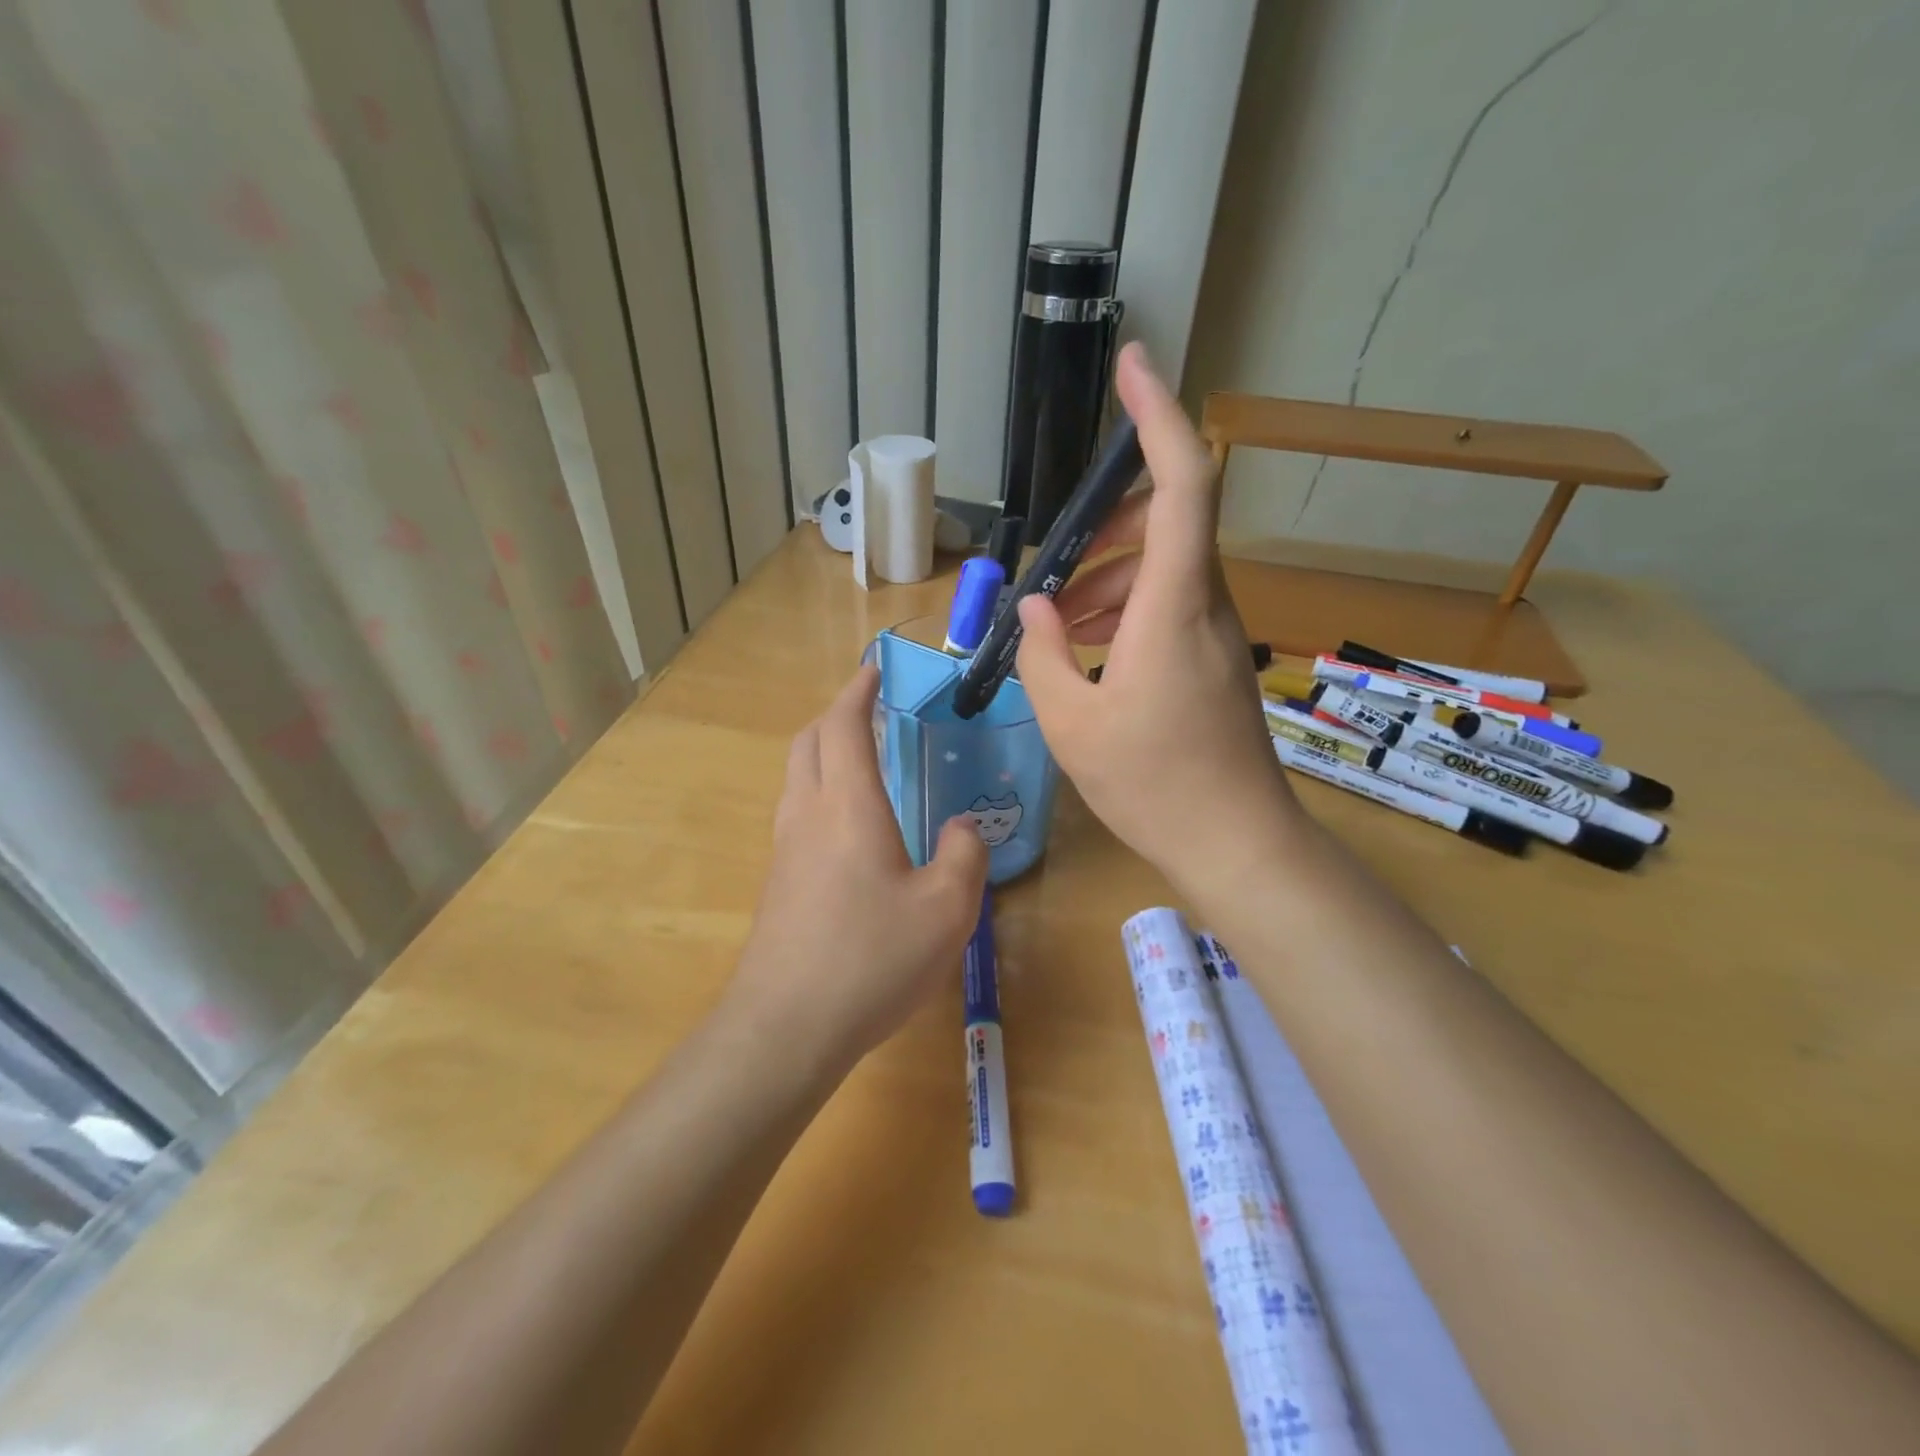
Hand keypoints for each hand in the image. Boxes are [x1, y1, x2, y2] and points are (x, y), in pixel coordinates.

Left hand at [725, 665, 988, 1077]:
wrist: (785, 1028)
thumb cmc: (871, 959)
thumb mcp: (946, 909)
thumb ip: (963, 855)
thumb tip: (961, 828)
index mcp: (847, 805)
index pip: (844, 725)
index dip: (858, 691)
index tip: (873, 668)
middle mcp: (807, 814)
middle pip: (809, 741)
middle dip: (835, 714)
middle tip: (868, 708)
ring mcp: (784, 849)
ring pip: (796, 776)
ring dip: (822, 751)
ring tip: (859, 757)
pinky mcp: (778, 882)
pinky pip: (795, 812)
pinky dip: (818, 790)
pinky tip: (847, 825)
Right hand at [1014, 343, 1303, 897]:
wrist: (1235, 843)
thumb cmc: (1152, 785)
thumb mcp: (1072, 723)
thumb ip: (1043, 653)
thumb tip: (1035, 608)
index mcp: (1172, 606)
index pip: (1181, 484)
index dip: (1159, 416)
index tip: (1133, 365)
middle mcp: (1205, 603)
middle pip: (1167, 519)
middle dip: (1105, 523)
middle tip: (1054, 566)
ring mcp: (1216, 630)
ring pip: (1163, 565)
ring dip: (1107, 575)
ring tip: (1058, 621)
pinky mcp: (1214, 657)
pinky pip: (1169, 603)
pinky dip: (1124, 606)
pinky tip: (1088, 648)